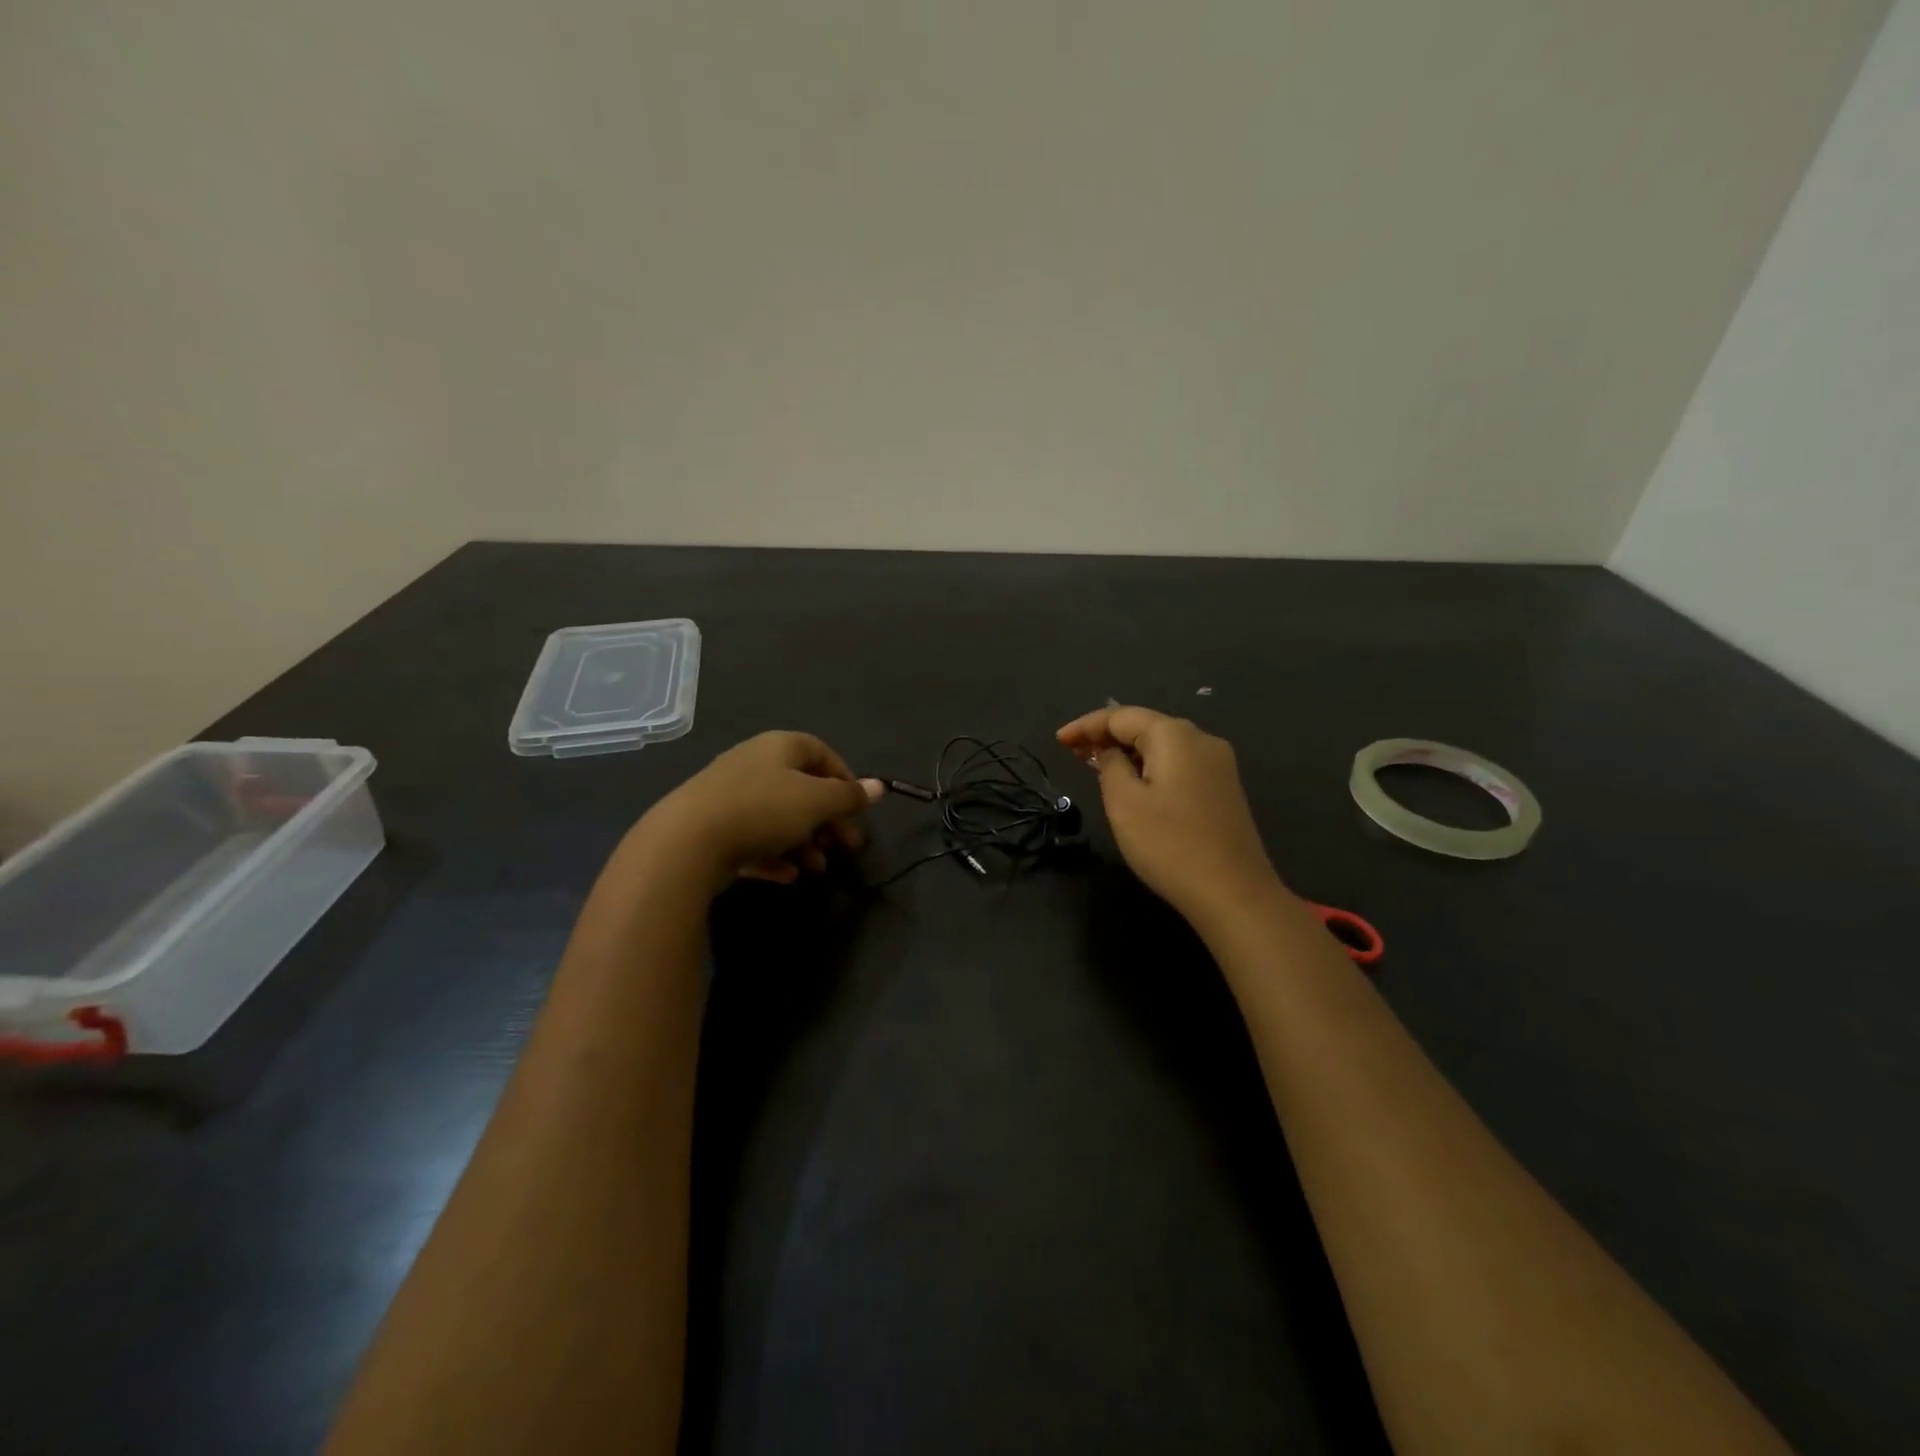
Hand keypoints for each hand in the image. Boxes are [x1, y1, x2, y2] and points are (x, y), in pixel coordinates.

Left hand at [636, 731, 883, 892]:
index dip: (844, 778)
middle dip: (827, 820)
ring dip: (804, 843)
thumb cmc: (763, 809)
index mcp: (779, 747)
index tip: (857, 809)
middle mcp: (753, 764)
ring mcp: (729, 797)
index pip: (820, 752)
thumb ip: (849, 796)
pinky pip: (752, 840)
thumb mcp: (816, 802)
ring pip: (778, 818)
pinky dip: (774, 856)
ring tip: (817, 868)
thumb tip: (879, 786)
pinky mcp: (712, 828)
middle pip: (801, 789)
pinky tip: (787, 877)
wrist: (687, 841)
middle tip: (847, 846)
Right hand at [1057, 706, 1280, 922]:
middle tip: (1072, 753)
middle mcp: (1201, 739)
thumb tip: (1111, 752)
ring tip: (1095, 766)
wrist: (1233, 893)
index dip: (1086, 725)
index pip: (1121, 716)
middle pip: (1145, 726)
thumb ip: (1109, 766)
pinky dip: (1149, 767)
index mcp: (1175, 735)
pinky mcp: (1224, 789)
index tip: (1058, 740)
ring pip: (1162, 746)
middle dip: (1106, 736)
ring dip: (1128, 752)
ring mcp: (1218, 765)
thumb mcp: (1123, 802)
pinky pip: (1178, 764)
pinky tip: (1133, 783)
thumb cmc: (1169, 844)